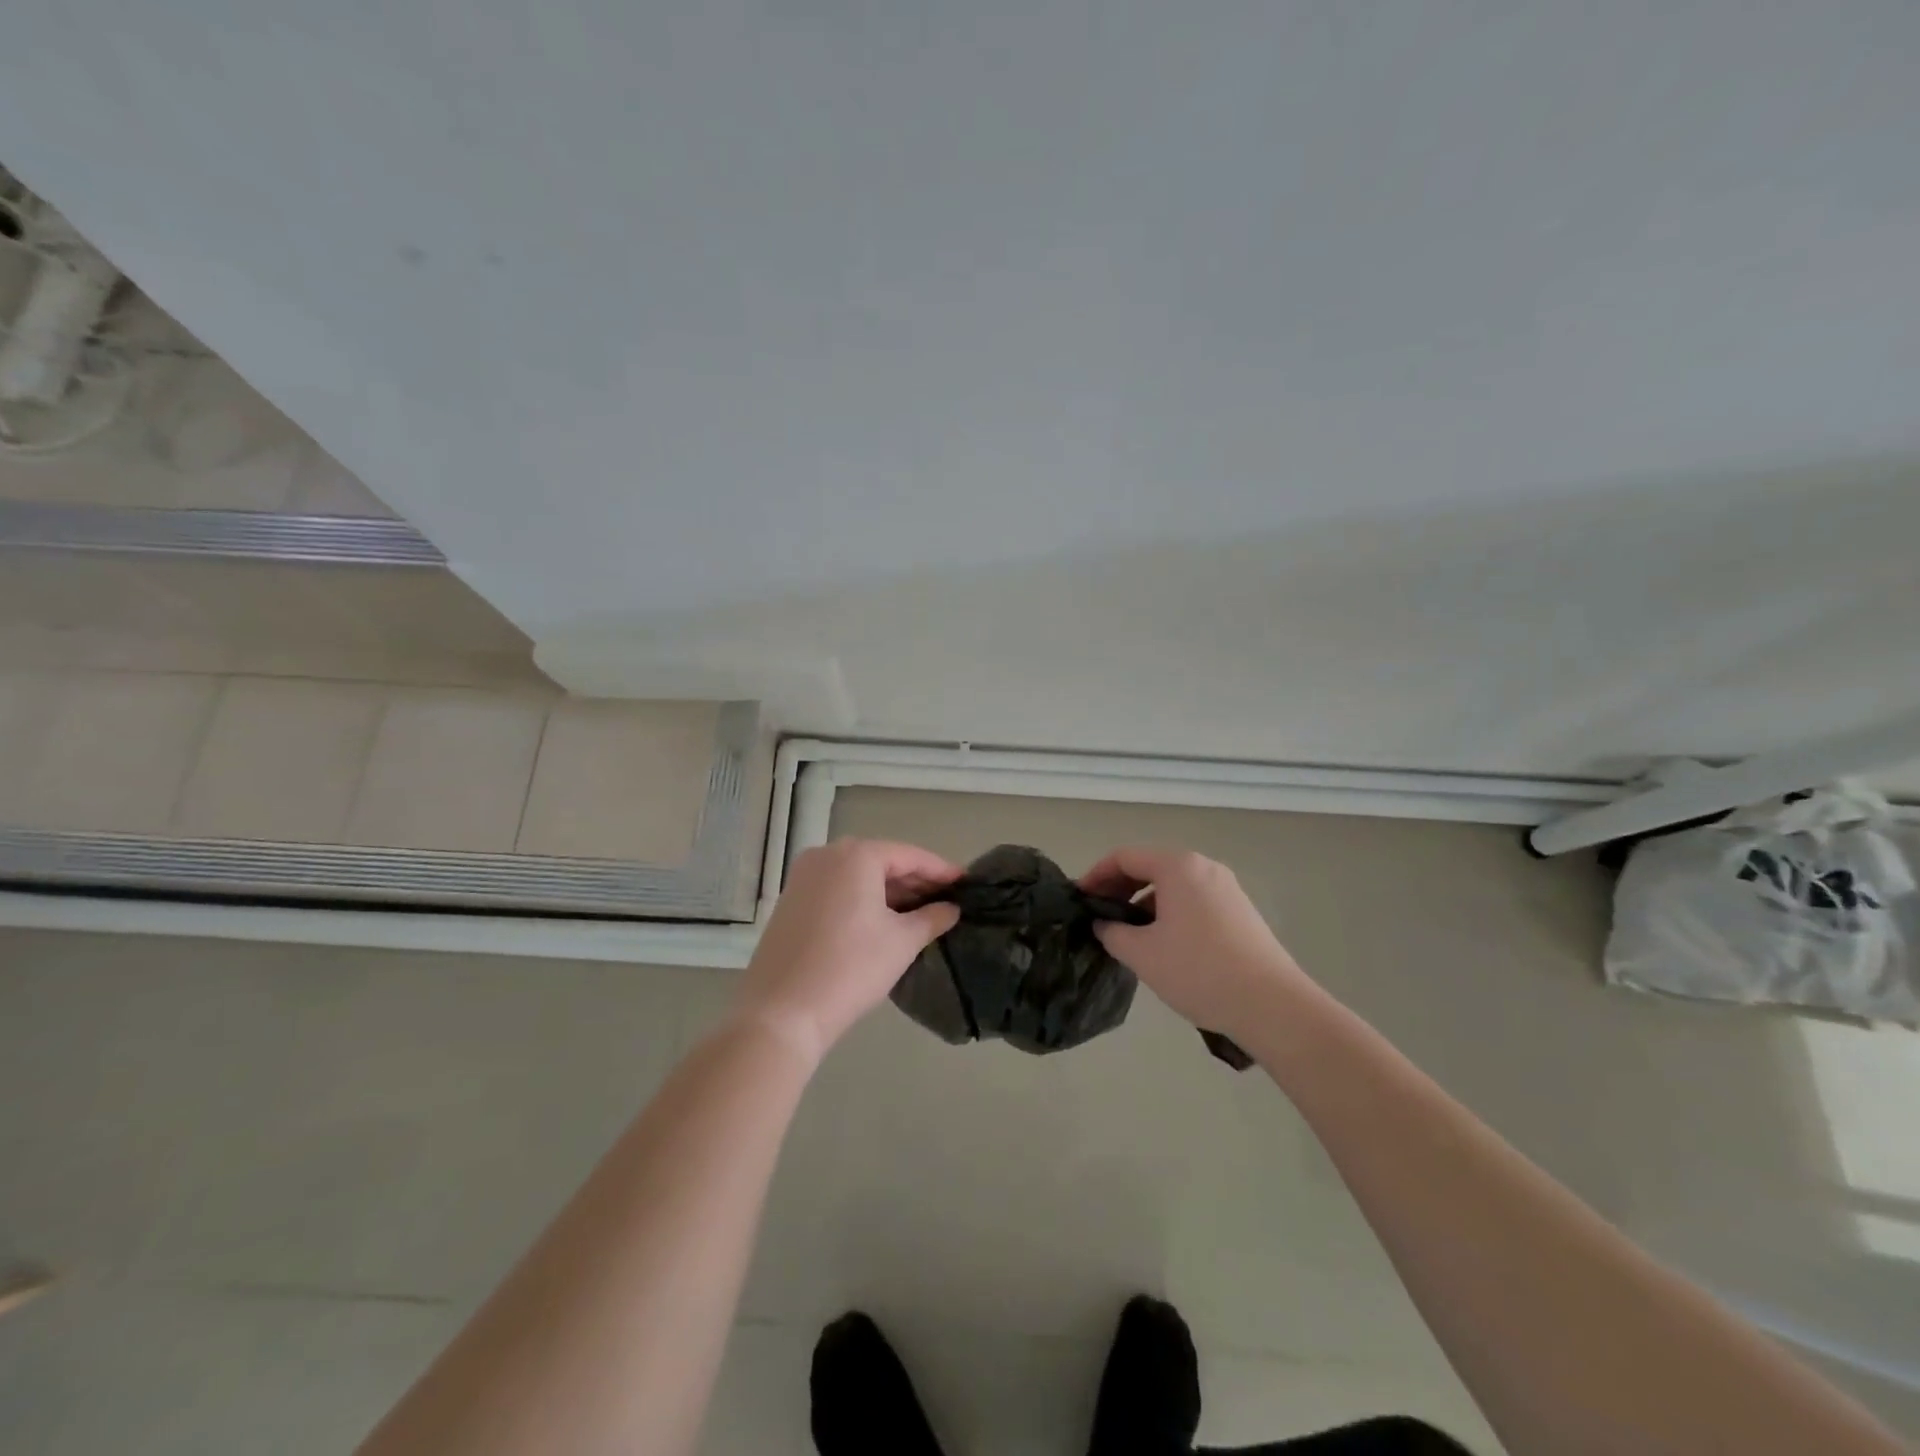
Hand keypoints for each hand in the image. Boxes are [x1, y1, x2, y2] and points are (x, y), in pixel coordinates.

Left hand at [733, 838, 962, 1062]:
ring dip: (888, 891)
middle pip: (881, 862)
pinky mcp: (790, 901)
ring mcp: (803, 878)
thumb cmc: (851, 968)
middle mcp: (826, 855)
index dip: (940, 870)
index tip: (966, 883)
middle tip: (946, 900)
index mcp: (856, 856)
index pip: (909, 856)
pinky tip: (882, 921)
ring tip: (920, 913)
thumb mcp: (901, 942)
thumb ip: (932, 918)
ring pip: (857, 876)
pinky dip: (862, 899)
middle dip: (914, 881)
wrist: (782, 1013)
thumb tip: (951, 909)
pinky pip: (837, 890)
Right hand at [1080, 846, 1308, 1041]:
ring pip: (1173, 885)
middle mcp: (1204, 867)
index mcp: (1178, 866)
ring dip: (1144, 902)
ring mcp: (1227, 888)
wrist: (1272, 1006)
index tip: (1079, 900)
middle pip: (1150, 866)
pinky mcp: (1240, 911)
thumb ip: (1112, 932)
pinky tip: (1163, 944)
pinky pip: (1193, 900)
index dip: (1096, 875)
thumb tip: (1104, 924)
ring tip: (1128, 934)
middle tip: (1099, 916)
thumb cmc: (1199, 971)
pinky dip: (1169, 912)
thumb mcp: (1142, 953)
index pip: (1124, 857)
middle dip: (1119, 888)